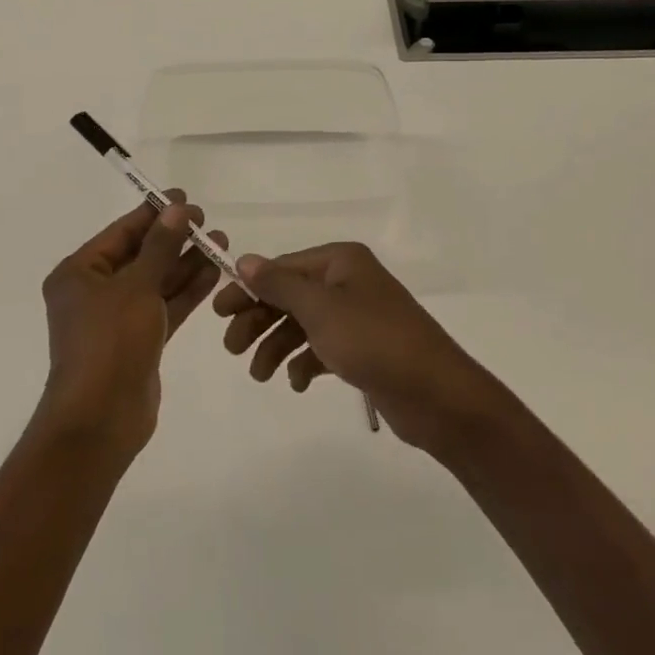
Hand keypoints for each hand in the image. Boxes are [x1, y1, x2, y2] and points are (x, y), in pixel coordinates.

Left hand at [37, 196, 226, 455]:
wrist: (101, 419)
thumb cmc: (110, 342)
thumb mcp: (136, 287)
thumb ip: (160, 246)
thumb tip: (177, 209)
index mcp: (79, 273)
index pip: (121, 233)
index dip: (154, 214)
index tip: (185, 198)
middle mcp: (95, 292)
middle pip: (140, 255)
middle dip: (174, 239)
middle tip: (208, 222)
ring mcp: (118, 318)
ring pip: (156, 281)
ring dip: (185, 263)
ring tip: (221, 242)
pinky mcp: (139, 341)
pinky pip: (164, 306)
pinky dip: (186, 291)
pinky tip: (213, 272)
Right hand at [215, 242, 503, 454]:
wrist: (436, 395)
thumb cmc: (374, 341)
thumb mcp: (320, 309)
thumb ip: (278, 284)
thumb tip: (244, 259)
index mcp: (340, 262)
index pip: (281, 268)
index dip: (248, 288)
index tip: (217, 312)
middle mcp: (347, 283)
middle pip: (289, 296)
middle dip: (259, 320)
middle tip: (232, 349)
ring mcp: (356, 317)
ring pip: (302, 325)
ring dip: (277, 347)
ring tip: (260, 374)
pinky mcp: (363, 350)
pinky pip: (321, 349)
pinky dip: (304, 363)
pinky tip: (297, 383)